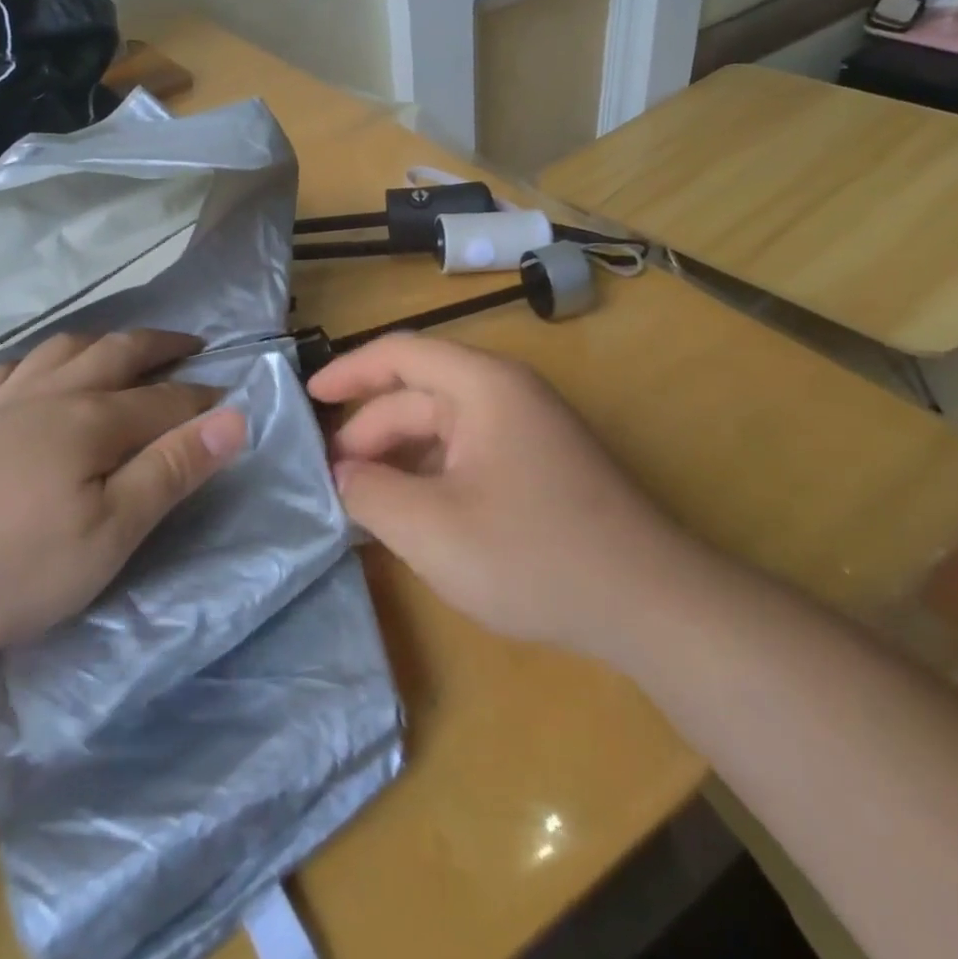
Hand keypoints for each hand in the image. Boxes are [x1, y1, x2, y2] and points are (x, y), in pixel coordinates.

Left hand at [0, 330, 247, 671]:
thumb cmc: (2, 568)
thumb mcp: (106, 536)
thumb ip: (171, 472)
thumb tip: (236, 418)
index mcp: (93, 421)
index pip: (166, 399)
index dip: (203, 399)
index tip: (231, 403)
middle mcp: (50, 396)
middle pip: (117, 354)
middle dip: (160, 346)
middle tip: (191, 343)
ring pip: (61, 350)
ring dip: (102, 342)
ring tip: (120, 348)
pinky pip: (6, 371)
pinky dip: (36, 361)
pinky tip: (32, 374)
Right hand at [308, 335, 675, 654]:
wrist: (650, 605)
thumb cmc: (533, 554)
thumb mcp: (431, 529)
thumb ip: (370, 494)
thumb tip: (342, 474)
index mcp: (483, 386)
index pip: (400, 353)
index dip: (348, 370)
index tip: (306, 397)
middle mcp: (506, 394)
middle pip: (418, 395)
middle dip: (368, 432)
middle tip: (329, 478)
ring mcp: (527, 430)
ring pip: (442, 429)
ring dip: (398, 458)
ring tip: (360, 500)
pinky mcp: (538, 466)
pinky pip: (467, 455)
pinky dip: (430, 475)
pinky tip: (411, 514)